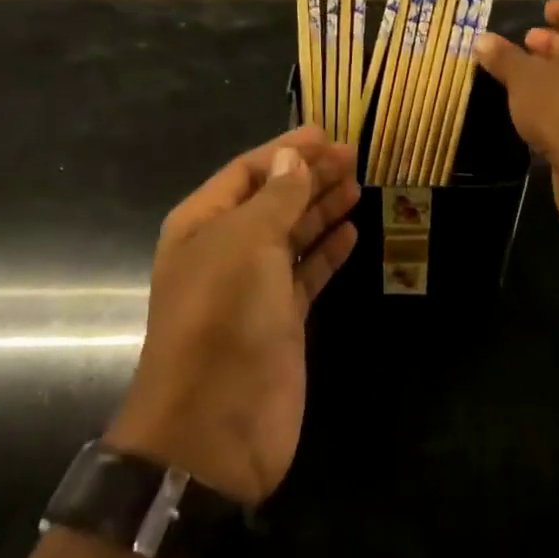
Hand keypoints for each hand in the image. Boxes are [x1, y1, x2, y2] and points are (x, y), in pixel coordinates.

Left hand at [107, 126, 358, 506]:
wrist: (216, 423)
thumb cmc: (224, 317)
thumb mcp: (247, 242)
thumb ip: (276, 197)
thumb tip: (293, 157)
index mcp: (202, 224)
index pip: (246, 172)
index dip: (285, 150)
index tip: (327, 134)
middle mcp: (225, 250)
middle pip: (273, 200)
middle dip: (309, 176)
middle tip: (353, 156)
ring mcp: (254, 287)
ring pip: (292, 235)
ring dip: (321, 209)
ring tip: (357, 185)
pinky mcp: (282, 319)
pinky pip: (307, 273)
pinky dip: (328, 251)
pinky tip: (352, 231)